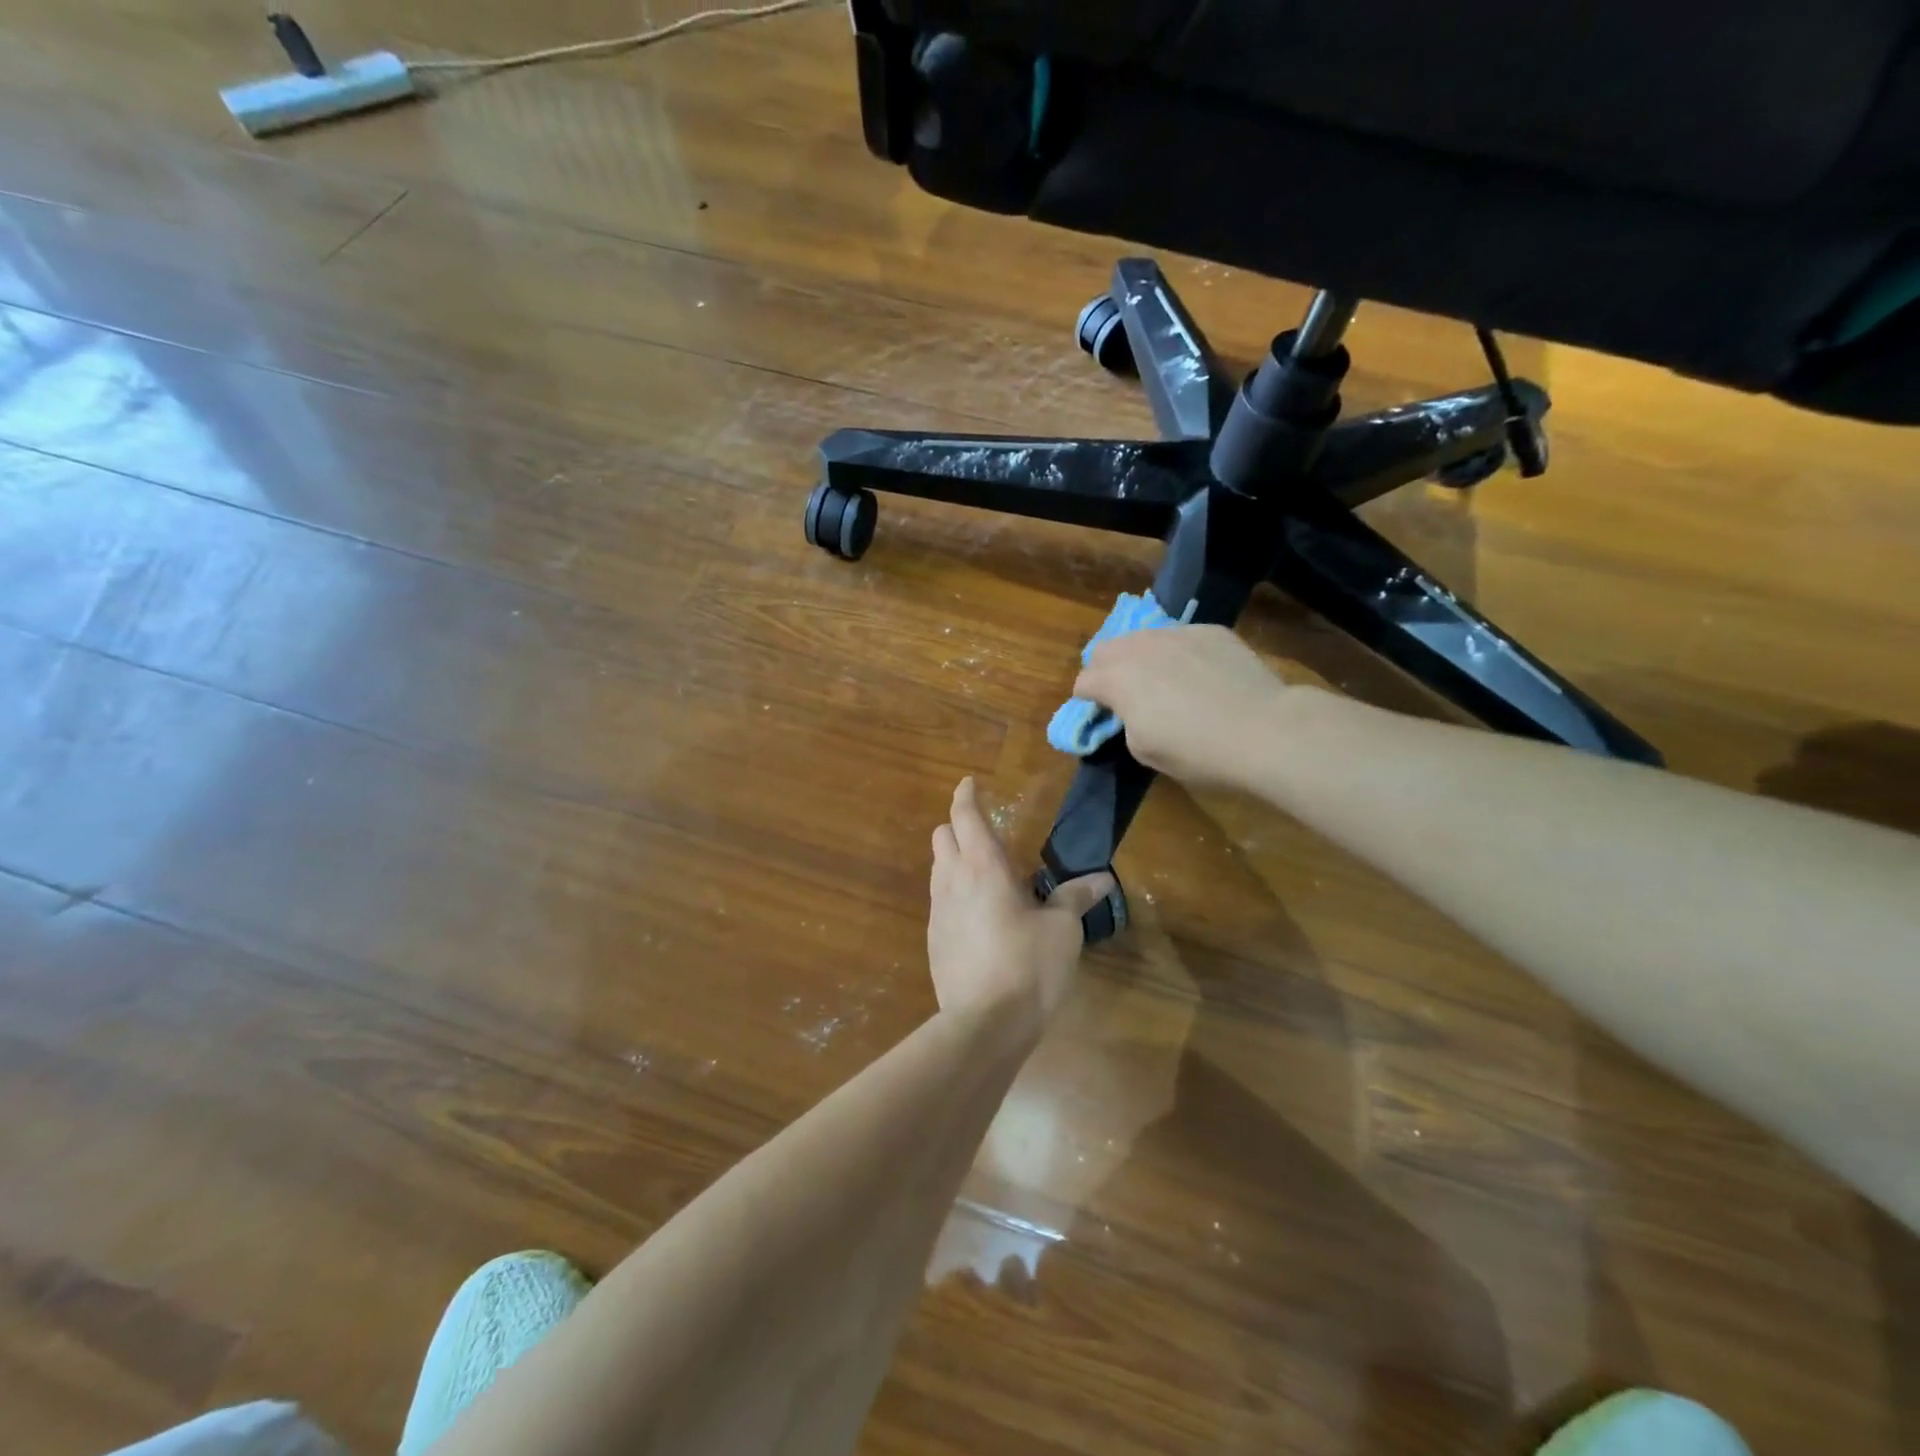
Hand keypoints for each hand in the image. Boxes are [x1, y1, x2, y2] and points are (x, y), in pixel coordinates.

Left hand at [928, 778, 1114, 1025]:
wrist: (984, 1024)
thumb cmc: (1028, 966)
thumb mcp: (1062, 930)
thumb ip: (1075, 898)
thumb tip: (1102, 879)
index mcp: (983, 867)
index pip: (965, 816)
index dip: (966, 795)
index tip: (970, 783)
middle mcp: (952, 880)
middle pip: (942, 836)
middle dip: (958, 826)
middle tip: (984, 832)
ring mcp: (938, 912)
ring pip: (937, 868)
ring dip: (954, 859)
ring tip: (984, 873)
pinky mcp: (933, 940)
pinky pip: (939, 901)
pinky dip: (953, 892)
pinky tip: (977, 915)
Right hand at [1072, 625, 1289, 788]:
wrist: (1263, 730)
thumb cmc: (1196, 750)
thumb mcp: (1144, 750)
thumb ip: (1125, 723)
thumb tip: (1130, 711)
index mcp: (1116, 679)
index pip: (1083, 682)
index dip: (1088, 702)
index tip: (1102, 717)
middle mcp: (1140, 647)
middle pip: (1106, 649)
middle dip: (1107, 671)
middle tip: (1126, 696)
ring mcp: (1177, 633)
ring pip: (1144, 638)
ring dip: (1142, 658)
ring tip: (1164, 681)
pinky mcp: (1211, 631)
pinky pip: (1181, 637)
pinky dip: (1180, 653)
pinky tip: (1201, 676)